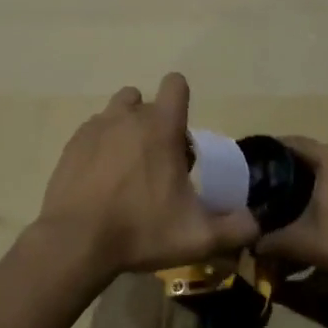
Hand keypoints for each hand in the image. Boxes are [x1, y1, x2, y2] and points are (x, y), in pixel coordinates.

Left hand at [37, 74, 260, 277]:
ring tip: (129, 167)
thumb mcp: (197, 237)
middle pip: (145, 100)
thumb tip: (256, 223)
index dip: (182, 100)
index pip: (175, 84)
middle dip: (155, 124)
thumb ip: (235, 228)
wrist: (74, 243)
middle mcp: (127, 117)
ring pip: (116, 112)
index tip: (182, 135)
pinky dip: (101, 147)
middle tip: (159, 163)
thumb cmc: (140, 231)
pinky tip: (101, 180)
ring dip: (126, 129)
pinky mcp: (71, 145)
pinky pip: (92, 132)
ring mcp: (94, 128)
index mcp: (161, 127)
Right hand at [254, 137, 327, 280]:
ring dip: (322, 178)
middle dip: (297, 168)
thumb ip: (271, 241)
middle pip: (317, 154)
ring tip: (301, 197)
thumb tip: (251, 245)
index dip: (272, 151)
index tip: (256, 163)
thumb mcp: (302, 242)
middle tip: (275, 185)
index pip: (294, 143)